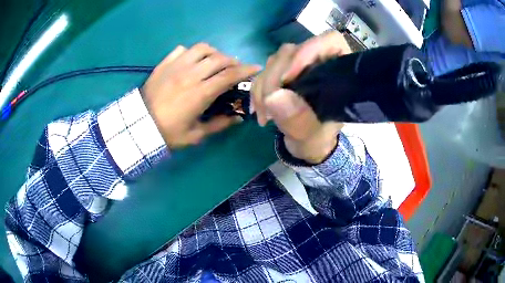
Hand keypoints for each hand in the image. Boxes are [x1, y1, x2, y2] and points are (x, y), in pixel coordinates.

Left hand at [142, 43, 260, 148]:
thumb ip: (219, 125)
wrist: (139, 127)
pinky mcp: (164, 64)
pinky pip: (182, 49)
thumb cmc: (168, 133)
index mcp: (200, 93)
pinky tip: (192, 61)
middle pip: (218, 58)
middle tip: (234, 68)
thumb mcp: (195, 135)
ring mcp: (175, 66)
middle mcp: (190, 75)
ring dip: (213, 52)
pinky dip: (192, 52)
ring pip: (201, 48)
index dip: (246, 70)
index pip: (229, 75)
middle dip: (232, 61)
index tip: (256, 67)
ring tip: (214, 61)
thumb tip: (238, 118)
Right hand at [251, 31, 350, 163]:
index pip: (330, 41)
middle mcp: (318, 62)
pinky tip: (259, 111)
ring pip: (275, 61)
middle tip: (267, 105)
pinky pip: (263, 72)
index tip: (288, 78)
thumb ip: (299, 120)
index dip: (308, 50)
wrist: (305, 143)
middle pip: (292, 51)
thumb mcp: (313, 136)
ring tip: (264, 115)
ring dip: (263, 86)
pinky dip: (257, 91)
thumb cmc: (318, 138)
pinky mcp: (282, 72)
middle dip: (275, 78)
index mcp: (338, 72)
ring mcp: (298, 65)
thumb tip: (274, 97)